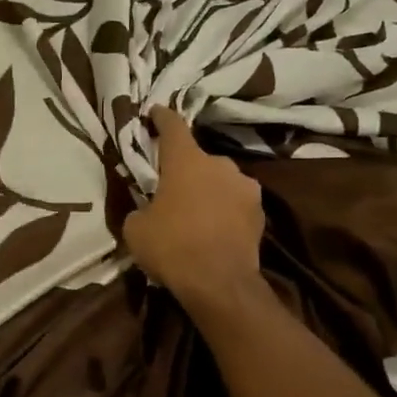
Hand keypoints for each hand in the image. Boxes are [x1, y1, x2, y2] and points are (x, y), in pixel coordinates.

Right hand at [123, 107, 266, 311]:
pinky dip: (224, 210)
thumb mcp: (136, 228)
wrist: (220, 284)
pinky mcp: (260, 212)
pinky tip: (214, 229)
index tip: (154, 113)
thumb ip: (140, 207)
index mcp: (186, 160)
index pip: (172, 125)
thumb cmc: (171, 247)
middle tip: (171, 188)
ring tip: (195, 212)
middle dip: (185, 168)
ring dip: (208, 189)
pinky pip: (235, 202)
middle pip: (197, 158)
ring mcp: (245, 187)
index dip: (161, 117)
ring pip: (219, 180)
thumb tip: (147, 208)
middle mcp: (219, 164)